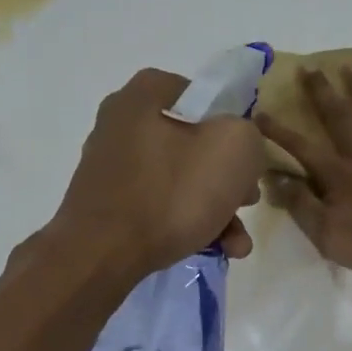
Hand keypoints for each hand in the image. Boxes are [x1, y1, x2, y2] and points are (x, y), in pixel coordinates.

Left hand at [54, 68, 265, 276]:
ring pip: (181, 180)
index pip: (203, 96)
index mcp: (144, 95)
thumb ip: (248, 135)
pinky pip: (159, 206)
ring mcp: (112, 167)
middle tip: (247, 202)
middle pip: (195, 144)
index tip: (248, 158)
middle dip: (229, 178)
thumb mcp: (234, 149)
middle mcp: (122, 124)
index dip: (234, 125)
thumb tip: (240, 146)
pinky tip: (214, 249)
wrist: (102, 255)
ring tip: (237, 242)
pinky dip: (188, 223)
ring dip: (217, 209)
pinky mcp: (108, 205)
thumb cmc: (171, 193)